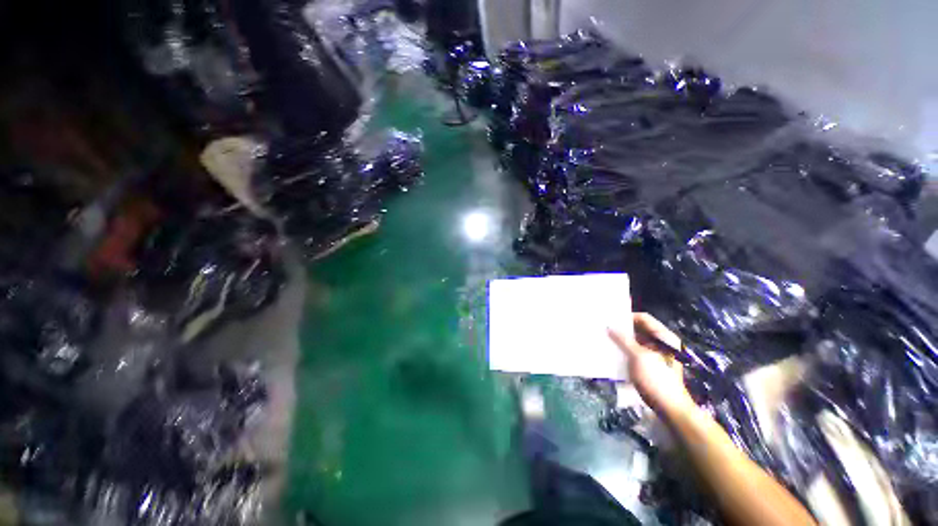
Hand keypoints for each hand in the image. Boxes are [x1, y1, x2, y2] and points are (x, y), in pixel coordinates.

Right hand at [608, 313, 695, 417]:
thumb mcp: (638, 357)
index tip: (610, 319)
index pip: (644, 318)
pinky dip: (624, 350)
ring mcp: (655, 354)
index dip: (627, 317)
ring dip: (621, 340)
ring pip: (635, 341)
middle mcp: (661, 343)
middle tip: (604, 328)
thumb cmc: (656, 380)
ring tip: (605, 338)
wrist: (669, 408)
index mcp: (664, 338)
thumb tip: (609, 327)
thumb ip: (623, 340)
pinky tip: (612, 351)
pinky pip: (634, 352)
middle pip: (639, 329)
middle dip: (622, 329)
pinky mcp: (650, 365)